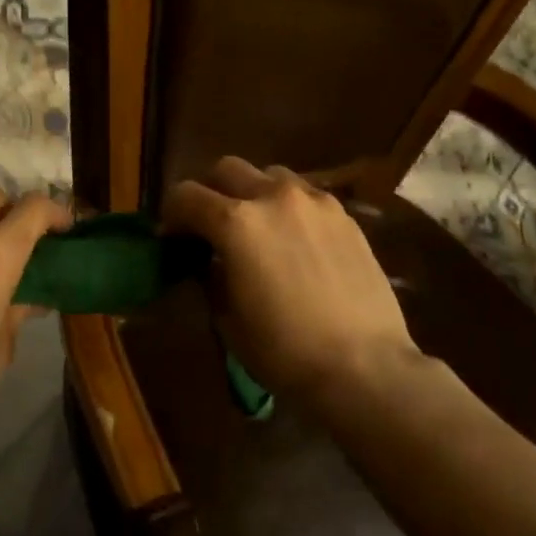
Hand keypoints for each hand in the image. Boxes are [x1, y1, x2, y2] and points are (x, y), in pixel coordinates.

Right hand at [162, 157, 431, 402]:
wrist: (364, 367)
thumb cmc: (283, 351)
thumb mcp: (227, 317)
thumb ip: (210, 274)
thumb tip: (206, 257)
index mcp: (235, 222)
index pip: (186, 195)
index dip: (171, 215)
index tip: (172, 238)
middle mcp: (273, 197)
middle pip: (226, 169)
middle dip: (210, 192)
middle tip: (211, 226)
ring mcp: (314, 201)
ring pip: (270, 174)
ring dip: (252, 192)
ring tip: (257, 227)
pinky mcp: (344, 215)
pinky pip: (305, 195)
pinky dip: (288, 207)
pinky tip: (294, 240)